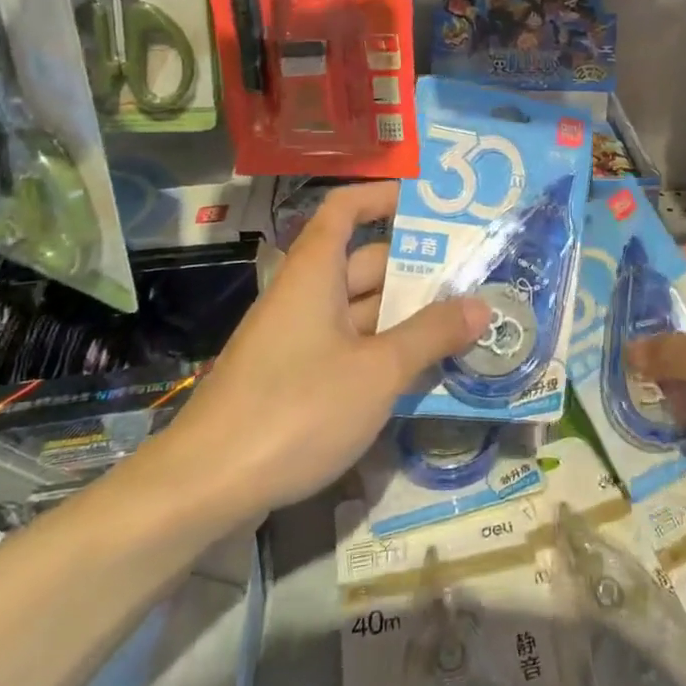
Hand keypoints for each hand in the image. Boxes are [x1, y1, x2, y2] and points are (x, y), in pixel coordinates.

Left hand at [148, 182, 488, 522]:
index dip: (383, 197)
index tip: (428, 206)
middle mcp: (304, 296)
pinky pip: (348, 349)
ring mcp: (297, 341)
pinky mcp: (293, 381)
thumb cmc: (296, 409)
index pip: (345, 209)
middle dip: (416, 269)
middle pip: (364, 263)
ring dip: (406, 317)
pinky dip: (384, 352)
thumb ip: (431, 335)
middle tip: (472, 279)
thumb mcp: (377, 371)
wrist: (205, 488)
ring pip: (360, 312)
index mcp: (314, 273)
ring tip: (463, 325)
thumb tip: (481, 305)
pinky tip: (421, 373)